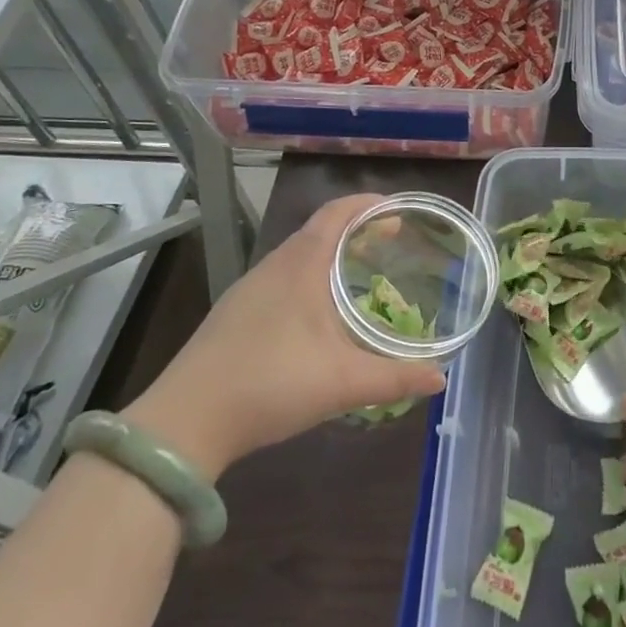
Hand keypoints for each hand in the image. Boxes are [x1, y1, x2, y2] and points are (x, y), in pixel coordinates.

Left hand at [123, 194, 444, 477]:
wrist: (185, 422)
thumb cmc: (271, 383)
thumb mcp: (343, 382)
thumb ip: (396, 377)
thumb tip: (440, 377)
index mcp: (302, 264)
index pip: (339, 212)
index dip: (370, 204)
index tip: (399, 211)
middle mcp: (274, 266)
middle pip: (320, 230)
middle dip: (358, 230)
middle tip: (392, 244)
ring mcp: (249, 290)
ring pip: (299, 256)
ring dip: (332, 256)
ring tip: (361, 276)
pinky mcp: (234, 315)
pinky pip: (282, 279)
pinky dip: (311, 279)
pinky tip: (320, 316)